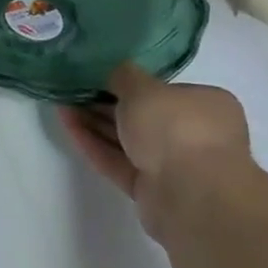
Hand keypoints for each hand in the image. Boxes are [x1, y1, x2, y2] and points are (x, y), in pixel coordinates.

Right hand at [58, 63, 252, 236]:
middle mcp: (193, 135)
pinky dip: (94, 144)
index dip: (130, 82)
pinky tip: (68, 125)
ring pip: (127, 140)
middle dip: (105, 103)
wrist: (191, 195)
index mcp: (205, 106)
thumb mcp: (143, 87)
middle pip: (142, 116)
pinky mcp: (151, 191)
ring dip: (94, 122)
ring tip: (62, 103)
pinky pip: (118, 162)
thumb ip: (123, 76)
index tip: (99, 75)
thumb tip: (114, 72)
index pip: (163, 90)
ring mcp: (172, 165)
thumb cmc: (176, 127)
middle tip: (73, 89)